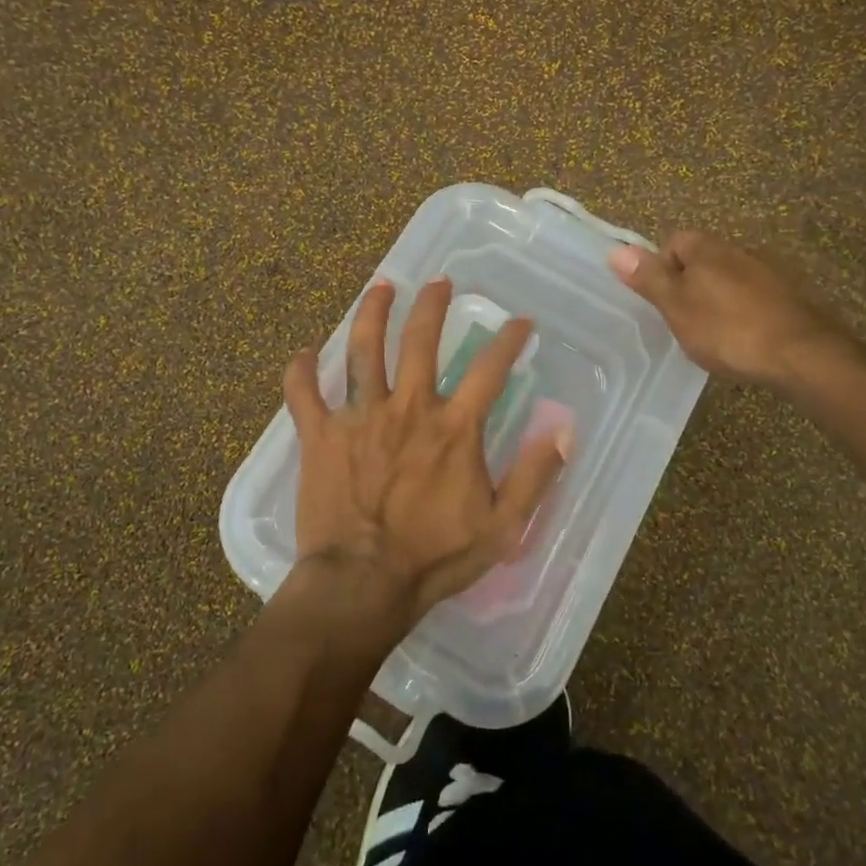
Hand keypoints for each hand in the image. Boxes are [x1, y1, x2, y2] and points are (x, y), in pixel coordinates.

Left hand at [280, 276, 570, 641]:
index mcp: (454, 427)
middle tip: (439, 282)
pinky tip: (303, 352)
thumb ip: (534, 476)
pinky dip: (301, 370)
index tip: (521, 323)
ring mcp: (359, 417)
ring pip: (363, 350)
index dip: (510, 339)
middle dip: (432, 304)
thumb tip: (564, 430)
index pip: (490, 368)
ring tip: (380, 287)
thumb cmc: (434, 558)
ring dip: (372, 313)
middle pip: (420, 339)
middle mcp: (408, 407)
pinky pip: (303, 392)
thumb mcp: (503, 526)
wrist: (362, 583)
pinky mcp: (320, 435)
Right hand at [609, 232, 849, 389]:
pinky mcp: (793, 296)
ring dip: (720, 297)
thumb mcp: (677, 307)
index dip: (662, 267)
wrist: (802, 354)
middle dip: (691, 283)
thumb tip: (615, 250)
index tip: (662, 300)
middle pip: (704, 258)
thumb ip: (649, 279)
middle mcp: (741, 250)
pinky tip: (746, 338)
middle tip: (684, 320)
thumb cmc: (728, 330)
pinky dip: (746, 311)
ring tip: (716, 333)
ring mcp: (771, 271)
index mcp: (708, 249)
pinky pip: (757, 296)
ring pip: (732, 277)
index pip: (675, 241)